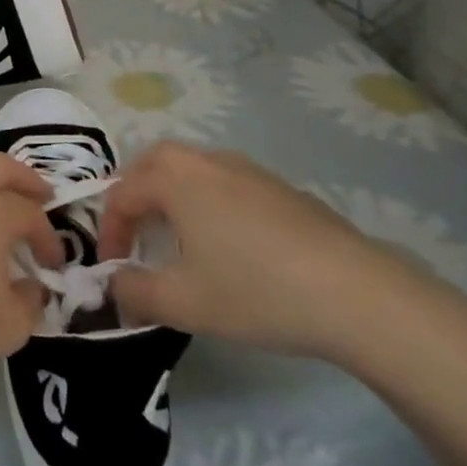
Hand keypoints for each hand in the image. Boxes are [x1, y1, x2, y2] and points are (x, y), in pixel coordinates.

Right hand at [98, 144, 413, 358]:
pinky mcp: (281, 188)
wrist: (357, 294)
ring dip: (171, 194)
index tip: (113, 270)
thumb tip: (115, 284)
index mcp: (175, 180)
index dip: (108, 231)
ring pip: (191, 168)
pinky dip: (208, 200)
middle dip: (134, 194)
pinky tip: (229, 243)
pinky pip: (225, 182)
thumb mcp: (183, 303)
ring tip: (177, 238)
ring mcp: (248, 170)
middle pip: (153, 162)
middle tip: (134, 233)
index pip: (122, 194)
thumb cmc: (256, 291)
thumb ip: (135, 292)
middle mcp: (206, 162)